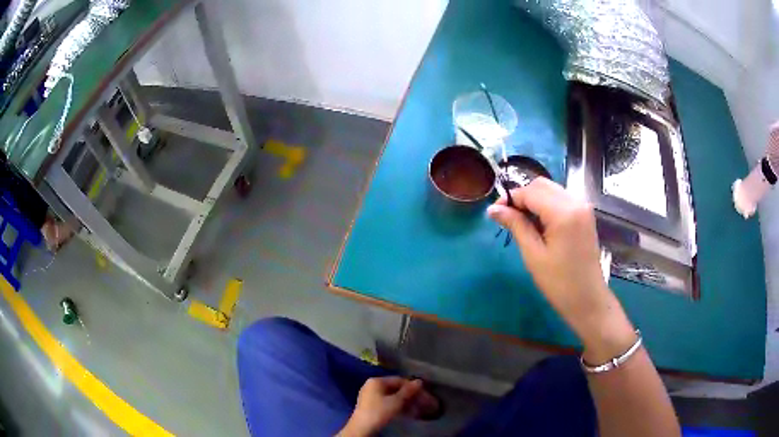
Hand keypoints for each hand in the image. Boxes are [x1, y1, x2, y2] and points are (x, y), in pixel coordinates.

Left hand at [338, 377, 422, 436]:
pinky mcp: (372, 407)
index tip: (426, 395)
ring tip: (420, 410)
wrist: (362, 429)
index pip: (400, 380)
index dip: (414, 387)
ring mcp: (371, 396)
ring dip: (407, 403)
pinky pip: (389, 403)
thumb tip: (419, 381)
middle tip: (425, 404)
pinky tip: (409, 413)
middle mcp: (373, 386)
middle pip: (397, 389)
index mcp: (377, 381)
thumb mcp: (396, 402)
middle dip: (412, 396)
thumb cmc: (379, 412)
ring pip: (394, 397)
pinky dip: (399, 407)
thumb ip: (408, 391)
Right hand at [487, 178, 635, 361]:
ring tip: (522, 222)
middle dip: (522, 196)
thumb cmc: (559, 283)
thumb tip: (493, 209)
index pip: (531, 192)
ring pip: (551, 190)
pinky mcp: (585, 214)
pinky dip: (546, 205)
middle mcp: (575, 201)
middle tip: (508, 217)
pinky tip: (539, 224)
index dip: (510, 198)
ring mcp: (583, 207)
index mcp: (563, 212)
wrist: (588, 299)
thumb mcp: (533, 255)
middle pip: (542, 185)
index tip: (495, 213)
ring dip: (534, 200)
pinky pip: (561, 199)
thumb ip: (516, 225)